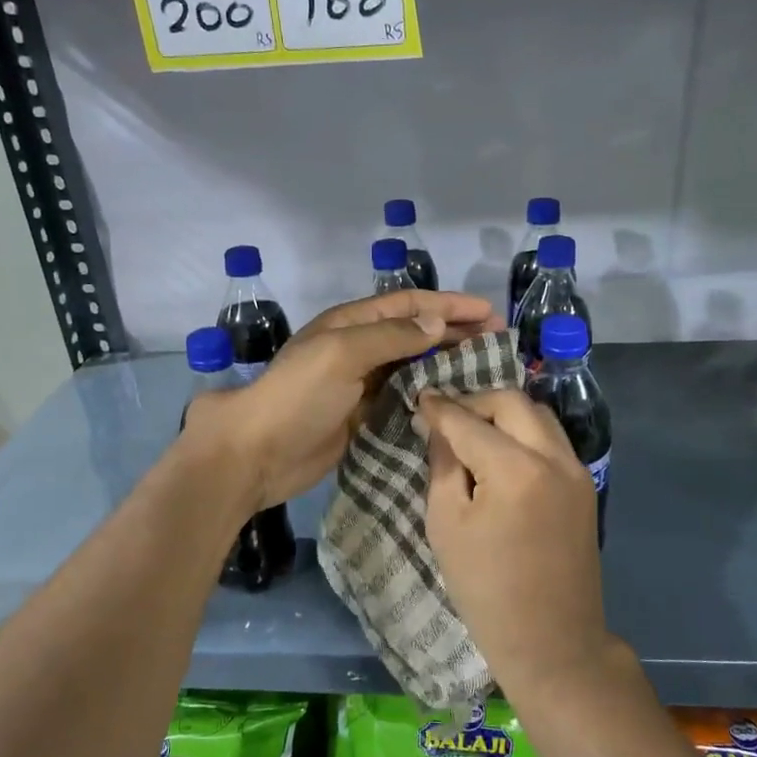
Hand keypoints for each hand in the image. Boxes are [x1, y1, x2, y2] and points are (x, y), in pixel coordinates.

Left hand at [186, 290, 495, 509]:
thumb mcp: (341, 354)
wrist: (258, 453)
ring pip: (413, 366)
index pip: (409, 305)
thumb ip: (391, 337)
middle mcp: (359, 348)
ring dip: (446, 363)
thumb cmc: (298, 395)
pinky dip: (429, 395)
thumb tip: (438, 323)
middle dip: (455, 332)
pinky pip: (404, 398)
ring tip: (486, 370)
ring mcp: (361, 384)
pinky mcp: (363, 416)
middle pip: (416, 332)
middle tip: (497, 341)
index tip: (488, 312)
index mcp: (351, 323)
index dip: (449, 304)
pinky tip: (455, 402)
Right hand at [417, 390, 609, 696]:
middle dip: (475, 401)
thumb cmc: (486, 590)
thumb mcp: (447, 526)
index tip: (419, 398)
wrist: (552, 640)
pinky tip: (501, 451)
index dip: (440, 408)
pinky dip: (524, 432)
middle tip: (446, 417)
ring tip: (473, 431)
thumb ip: (443, 466)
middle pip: (512, 402)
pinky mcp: (585, 484)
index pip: (469, 421)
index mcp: (515, 470)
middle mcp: (553, 457)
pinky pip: (552, 438)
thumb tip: (441, 428)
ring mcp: (576, 469)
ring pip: (538, 415)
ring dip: (503, 413)